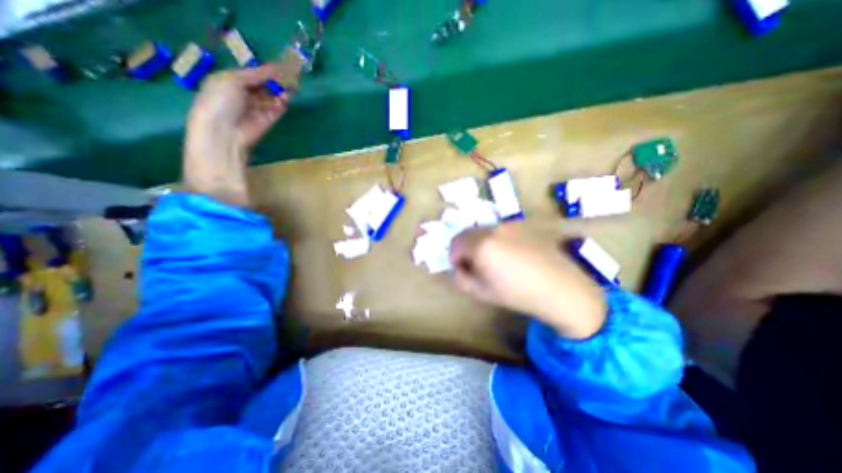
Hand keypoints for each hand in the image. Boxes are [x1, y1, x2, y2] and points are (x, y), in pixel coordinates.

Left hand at [183, 63, 293, 205]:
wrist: (223, 131)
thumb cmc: (220, 100)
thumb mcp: (232, 80)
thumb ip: (255, 74)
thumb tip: (273, 69)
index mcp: (231, 80)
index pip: (254, 73)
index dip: (268, 70)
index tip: (283, 66)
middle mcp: (245, 93)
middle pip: (265, 85)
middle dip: (277, 81)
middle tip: (291, 76)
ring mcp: (257, 108)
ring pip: (273, 97)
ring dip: (282, 92)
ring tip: (292, 87)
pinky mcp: (268, 120)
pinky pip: (277, 109)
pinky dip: (282, 104)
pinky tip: (286, 99)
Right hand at [450, 223, 607, 337]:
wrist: (560, 288)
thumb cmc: (518, 293)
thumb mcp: (481, 292)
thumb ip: (460, 278)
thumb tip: (459, 268)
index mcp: (481, 244)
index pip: (455, 244)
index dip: (455, 258)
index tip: (464, 270)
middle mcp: (493, 229)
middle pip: (466, 233)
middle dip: (465, 248)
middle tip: (476, 266)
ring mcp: (509, 225)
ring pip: (482, 230)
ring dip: (479, 243)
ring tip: (495, 261)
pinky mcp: (522, 225)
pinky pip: (498, 230)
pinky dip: (495, 239)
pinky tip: (510, 255)